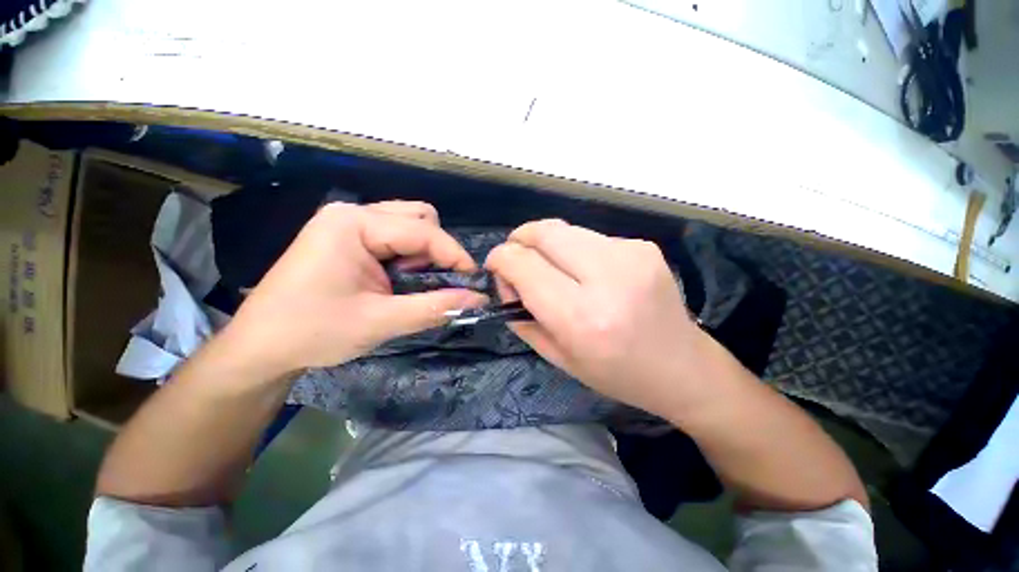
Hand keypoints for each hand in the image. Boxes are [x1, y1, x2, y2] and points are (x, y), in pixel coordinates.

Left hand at [221, 201, 486, 377]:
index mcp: (354, 223)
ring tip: (414, 283)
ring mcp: (348, 223)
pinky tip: (399, 279)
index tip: (474, 282)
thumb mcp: (381, 321)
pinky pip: (394, 236)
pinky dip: (409, 256)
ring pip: (409, 224)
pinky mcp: (348, 237)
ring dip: (424, 253)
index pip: (423, 231)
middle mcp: (352, 214)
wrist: (260, 348)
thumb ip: (435, 307)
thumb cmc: (313, 332)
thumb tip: (478, 300)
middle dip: (437, 250)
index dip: (455, 255)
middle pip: (418, 217)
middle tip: (437, 283)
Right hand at [485, 219, 706, 418]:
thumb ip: (521, 317)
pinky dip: (575, 251)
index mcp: (582, 317)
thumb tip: (504, 282)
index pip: (523, 263)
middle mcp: (607, 278)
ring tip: (552, 269)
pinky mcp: (643, 245)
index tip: (497, 269)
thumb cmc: (616, 373)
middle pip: (543, 232)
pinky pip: (590, 237)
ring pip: (565, 229)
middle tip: (518, 261)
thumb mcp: (558, 357)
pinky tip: (586, 273)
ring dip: (547, 245)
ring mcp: (630, 254)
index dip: (500, 259)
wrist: (683, 367)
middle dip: (519, 240)